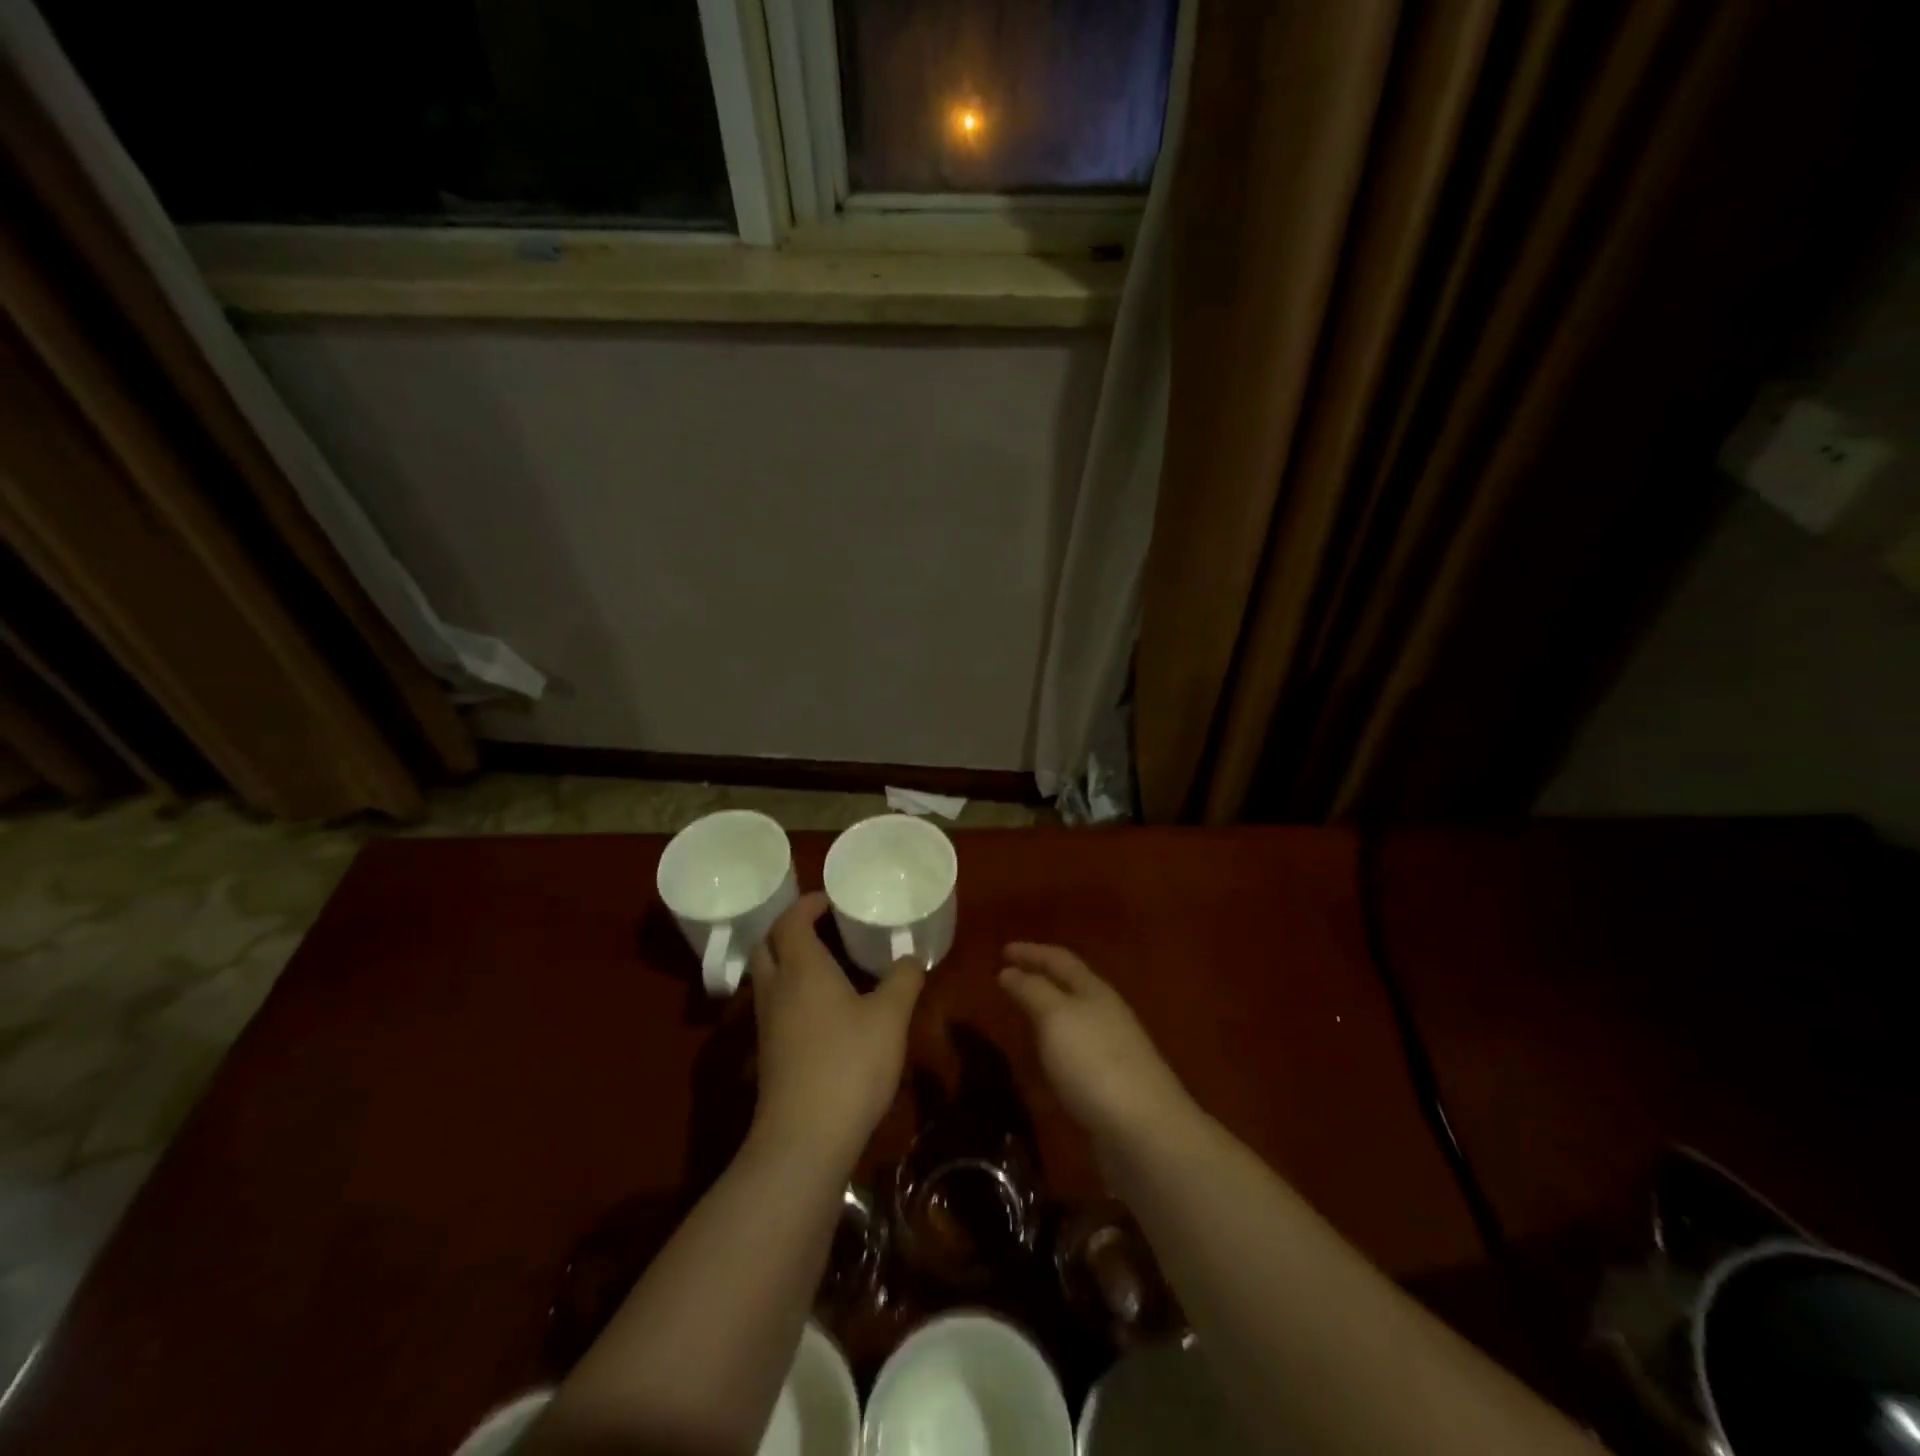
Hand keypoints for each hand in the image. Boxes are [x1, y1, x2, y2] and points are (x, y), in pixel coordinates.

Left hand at [749, 893, 923, 1169]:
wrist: (805, 1138)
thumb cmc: (849, 1063)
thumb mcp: (890, 1017)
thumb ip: (903, 980)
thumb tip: (910, 957)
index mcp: (802, 968)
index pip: (790, 920)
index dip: (807, 904)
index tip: (831, 899)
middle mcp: (776, 988)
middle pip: (767, 944)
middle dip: (790, 928)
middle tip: (822, 926)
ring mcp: (766, 1023)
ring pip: (767, 976)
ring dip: (787, 961)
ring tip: (825, 962)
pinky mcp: (768, 1053)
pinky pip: (772, 1004)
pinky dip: (790, 991)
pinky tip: (821, 1007)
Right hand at [998, 944, 1193, 1152]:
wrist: (1145, 1130)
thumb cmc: (1095, 1063)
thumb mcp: (1056, 1018)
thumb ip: (1032, 991)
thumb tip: (1009, 971)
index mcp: (1094, 991)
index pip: (1060, 959)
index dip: (1031, 952)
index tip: (1003, 950)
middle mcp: (1106, 1014)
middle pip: (1071, 986)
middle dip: (1041, 978)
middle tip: (1009, 977)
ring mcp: (1113, 1050)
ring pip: (1075, 1018)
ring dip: (1048, 1011)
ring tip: (1022, 1014)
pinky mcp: (1112, 1084)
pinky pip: (1077, 1051)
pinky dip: (1056, 1044)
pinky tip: (1045, 1060)